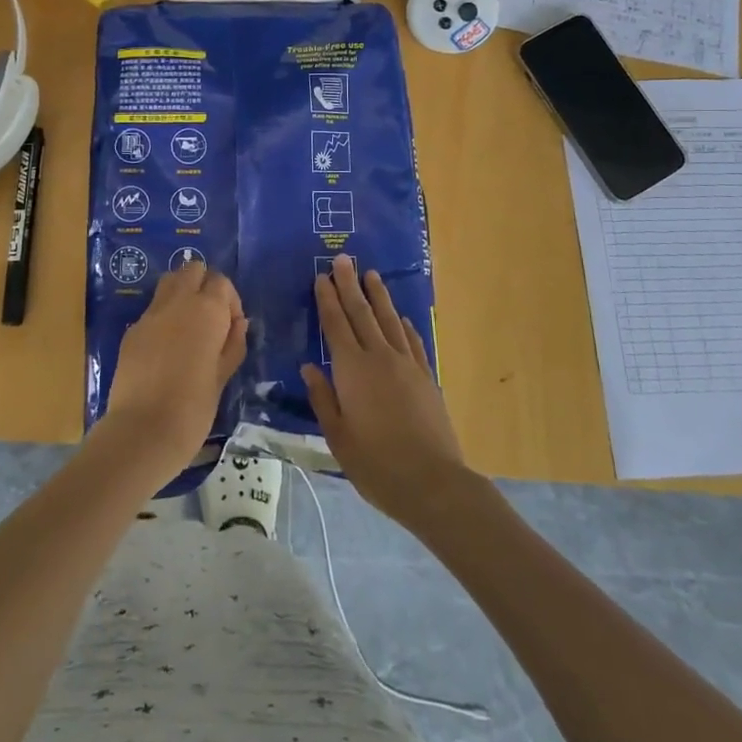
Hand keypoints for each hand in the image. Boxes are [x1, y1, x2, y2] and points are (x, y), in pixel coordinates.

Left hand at [100, 263, 247, 476]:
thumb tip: (239, 322)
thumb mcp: (223, 376)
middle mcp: (177, 302)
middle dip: (204, 285)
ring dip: (181, 294)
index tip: (231, 328)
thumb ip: (233, 344)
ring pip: (169, 283)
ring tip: (188, 327)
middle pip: (192, 270)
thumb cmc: (194, 408)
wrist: (143, 431)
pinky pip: (152, 310)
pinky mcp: (131, 331)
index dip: (229, 301)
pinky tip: (166, 349)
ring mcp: (150, 314)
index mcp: (206, 310)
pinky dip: (163, 317)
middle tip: (209, 319)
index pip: (221, 281)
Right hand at [302, 256, 477, 530]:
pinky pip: (413, 341)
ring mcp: (407, 365)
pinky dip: (404, 325)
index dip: (327, 299)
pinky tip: (400, 316)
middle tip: (343, 259)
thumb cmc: (376, 464)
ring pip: (389, 320)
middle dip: (350, 285)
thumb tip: (309, 367)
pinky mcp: (427, 377)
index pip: (336, 325)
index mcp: (352, 370)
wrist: (432, 482)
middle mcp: (379, 358)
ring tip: (370, 275)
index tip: (320, 276)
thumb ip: (323, 398)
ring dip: (378, 296)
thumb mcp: (338, 437)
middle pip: (362, 313)